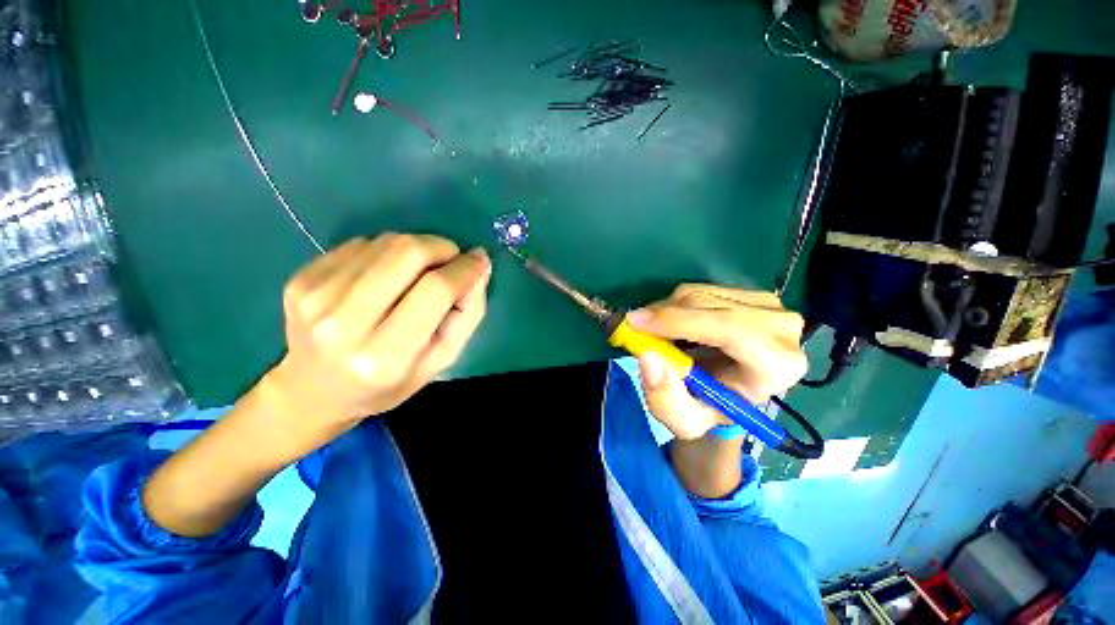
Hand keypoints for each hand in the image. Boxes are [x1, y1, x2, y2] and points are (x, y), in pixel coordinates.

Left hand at [263, 233, 490, 431]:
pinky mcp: (302, 278)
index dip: (464, 269)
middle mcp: (343, 322)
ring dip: (416, 248)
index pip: (435, 290)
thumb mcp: (442, 359)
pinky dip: (387, 252)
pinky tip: (387, 275)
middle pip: (407, 253)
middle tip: (452, 259)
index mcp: (385, 355)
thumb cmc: (389, 384)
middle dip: (442, 247)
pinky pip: (361, 244)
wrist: (313, 392)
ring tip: (420, 271)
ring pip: (386, 242)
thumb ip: (468, 314)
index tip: (480, 260)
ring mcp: (315, 296)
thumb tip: (479, 267)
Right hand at [629, 284, 807, 441]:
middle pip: (711, 307)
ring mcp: (768, 305)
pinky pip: (700, 289)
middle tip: (633, 325)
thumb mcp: (685, 420)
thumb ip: (666, 399)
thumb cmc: (710, 408)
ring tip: (654, 331)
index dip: (680, 322)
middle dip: (665, 314)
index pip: (730, 330)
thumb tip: (648, 357)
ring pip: (701, 294)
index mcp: (777, 366)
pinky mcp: (750, 293)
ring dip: (667, 310)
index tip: (637, 322)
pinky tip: (671, 323)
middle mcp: (782, 329)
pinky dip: (675, 304)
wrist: (729, 392)